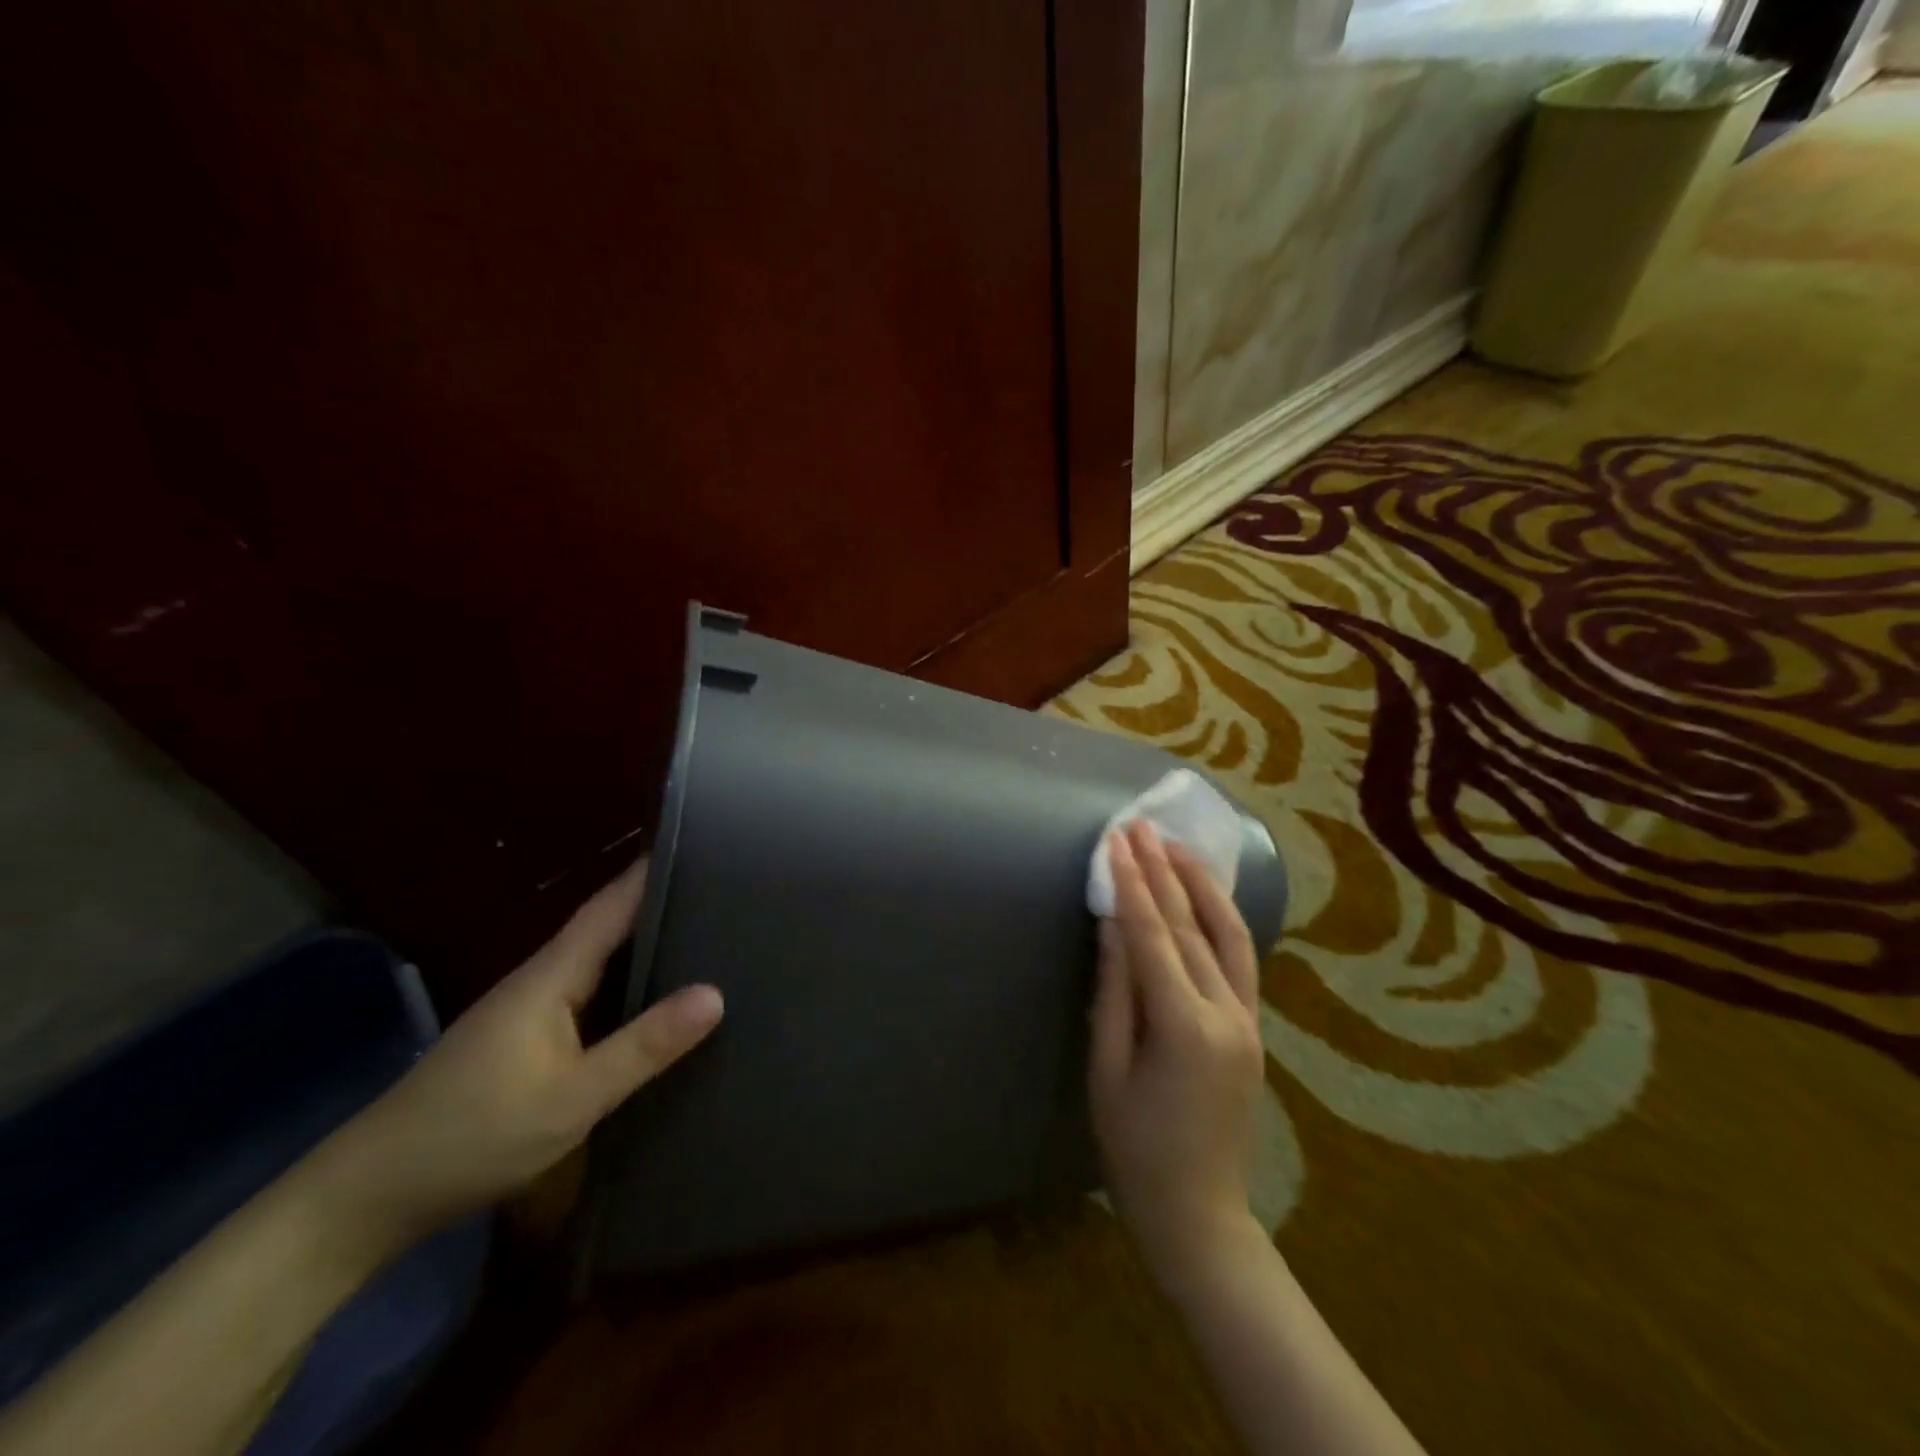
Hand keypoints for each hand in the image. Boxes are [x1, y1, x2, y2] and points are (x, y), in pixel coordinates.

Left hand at [309, 860, 723, 1253]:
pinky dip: (626, 978)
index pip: (611, 905)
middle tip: (722, 889)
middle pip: (607, 923)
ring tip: (704, 931)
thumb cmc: (473, 1135)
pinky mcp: (524, 1037)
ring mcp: (528, 1008)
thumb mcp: (572, 1097)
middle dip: (659, 901)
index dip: (652, 872)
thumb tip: (715, 994)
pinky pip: (588, 989)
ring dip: (643, 939)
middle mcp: (540, 978)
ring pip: (598, 957)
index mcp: (550, 975)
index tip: (702, 846)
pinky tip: (652, 993)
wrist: (369, 1195)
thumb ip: (644, 1045)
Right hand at [1090, 820, 1265, 1290]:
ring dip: (1200, 885)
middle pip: (1190, 926)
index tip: (1116, 841)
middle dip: (1161, 871)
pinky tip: (1205, 896)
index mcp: (1185, 1027)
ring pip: (1228, 935)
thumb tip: (1113, 926)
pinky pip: (1240, 961)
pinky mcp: (1254, 1030)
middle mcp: (1227, 1014)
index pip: (1154, 936)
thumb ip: (1114, 993)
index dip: (1131, 885)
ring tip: (1175, 846)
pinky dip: (1222, 919)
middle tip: (1139, 826)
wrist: (1202, 1215)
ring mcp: (1248, 1021)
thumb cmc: (1136, 1150)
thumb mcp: (1108, 1071)